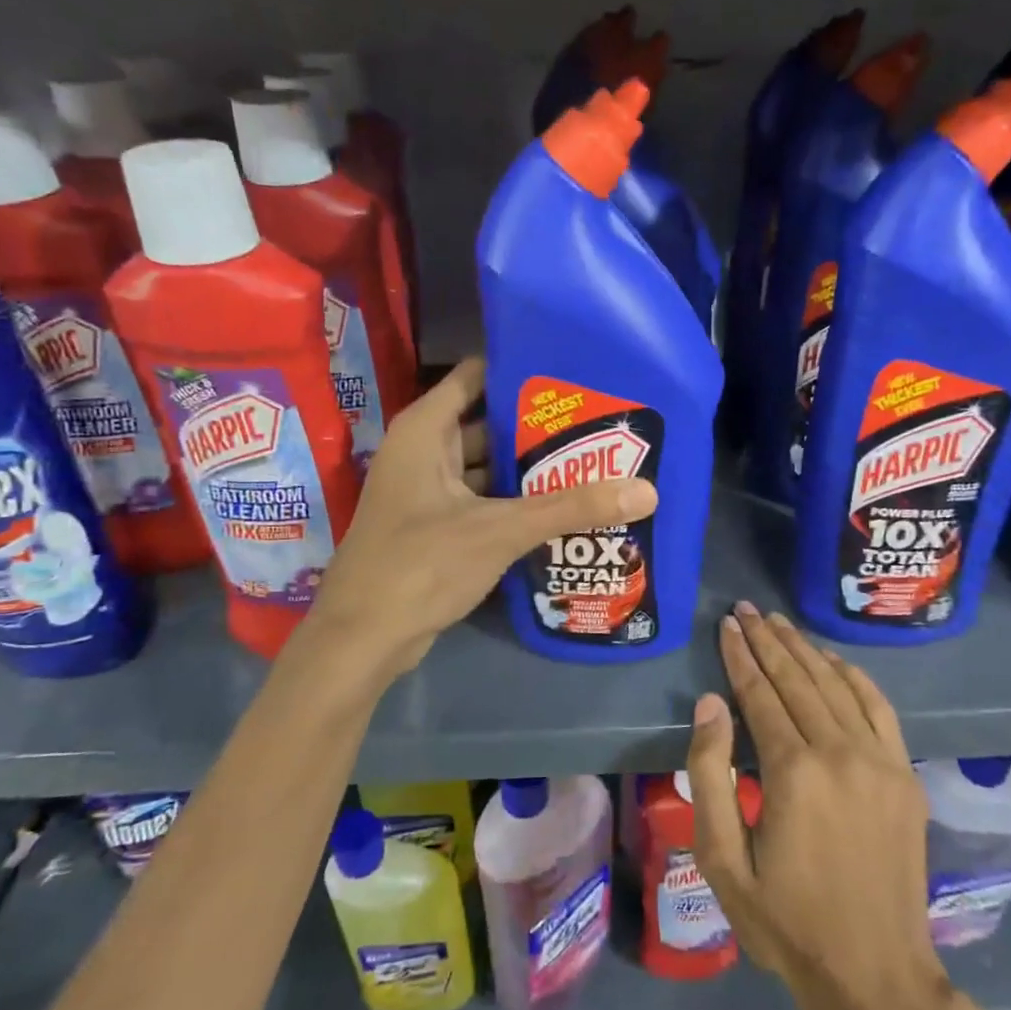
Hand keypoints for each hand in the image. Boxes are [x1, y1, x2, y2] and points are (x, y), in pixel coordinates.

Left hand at [311, 358, 657, 673]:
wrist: (363, 639)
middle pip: (489, 423)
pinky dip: (516, 502)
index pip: (476, 375)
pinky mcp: (437, 527)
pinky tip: (562, 508)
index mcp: (426, 430)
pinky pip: (484, 501)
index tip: (574, 372)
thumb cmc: (421, 564)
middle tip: (599, 422)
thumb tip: (647, 491)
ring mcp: (428, 492)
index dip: (521, 370)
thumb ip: (571, 507)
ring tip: (593, 461)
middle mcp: (424, 452)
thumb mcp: (500, 530)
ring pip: (489, 466)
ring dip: (531, 468)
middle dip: (539, 425)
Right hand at [685, 603, 944, 1009]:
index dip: (740, 656)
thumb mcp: (723, 860)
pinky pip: (878, 708)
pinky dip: (854, 676)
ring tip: (779, 623)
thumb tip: (709, 704)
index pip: (760, 693)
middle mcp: (840, 752)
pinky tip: (833, 659)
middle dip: (768, 640)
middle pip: (798, 679)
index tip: (726, 625)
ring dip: (805, 649)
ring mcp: (880, 761)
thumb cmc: (786, 921)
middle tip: (746, 610)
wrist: (875, 974)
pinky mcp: (904, 776)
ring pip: (836, 685)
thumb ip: (711, 775)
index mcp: (793, 771)